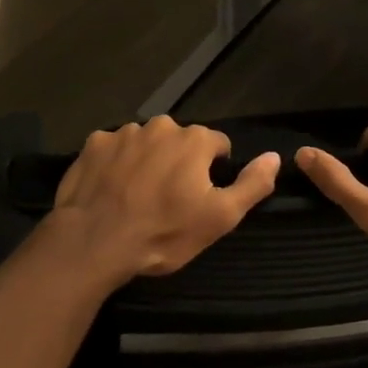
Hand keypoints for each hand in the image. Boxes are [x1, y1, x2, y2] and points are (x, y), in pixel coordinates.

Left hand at [47, 116, 279, 287]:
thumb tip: (275, 156)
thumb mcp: (220, 217)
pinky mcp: (93, 144)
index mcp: (194, 139)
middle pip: (180, 141)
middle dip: (179, 162)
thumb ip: (252, 184)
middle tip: (168, 199)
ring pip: (146, 143)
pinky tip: (110, 189)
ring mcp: (123, 132)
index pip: (217, 145)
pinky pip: (113, 149)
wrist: (94, 242)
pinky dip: (115, 164)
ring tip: (137, 196)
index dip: (214, 170)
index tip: (201, 196)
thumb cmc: (163, 232)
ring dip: (147, 161)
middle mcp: (161, 125)